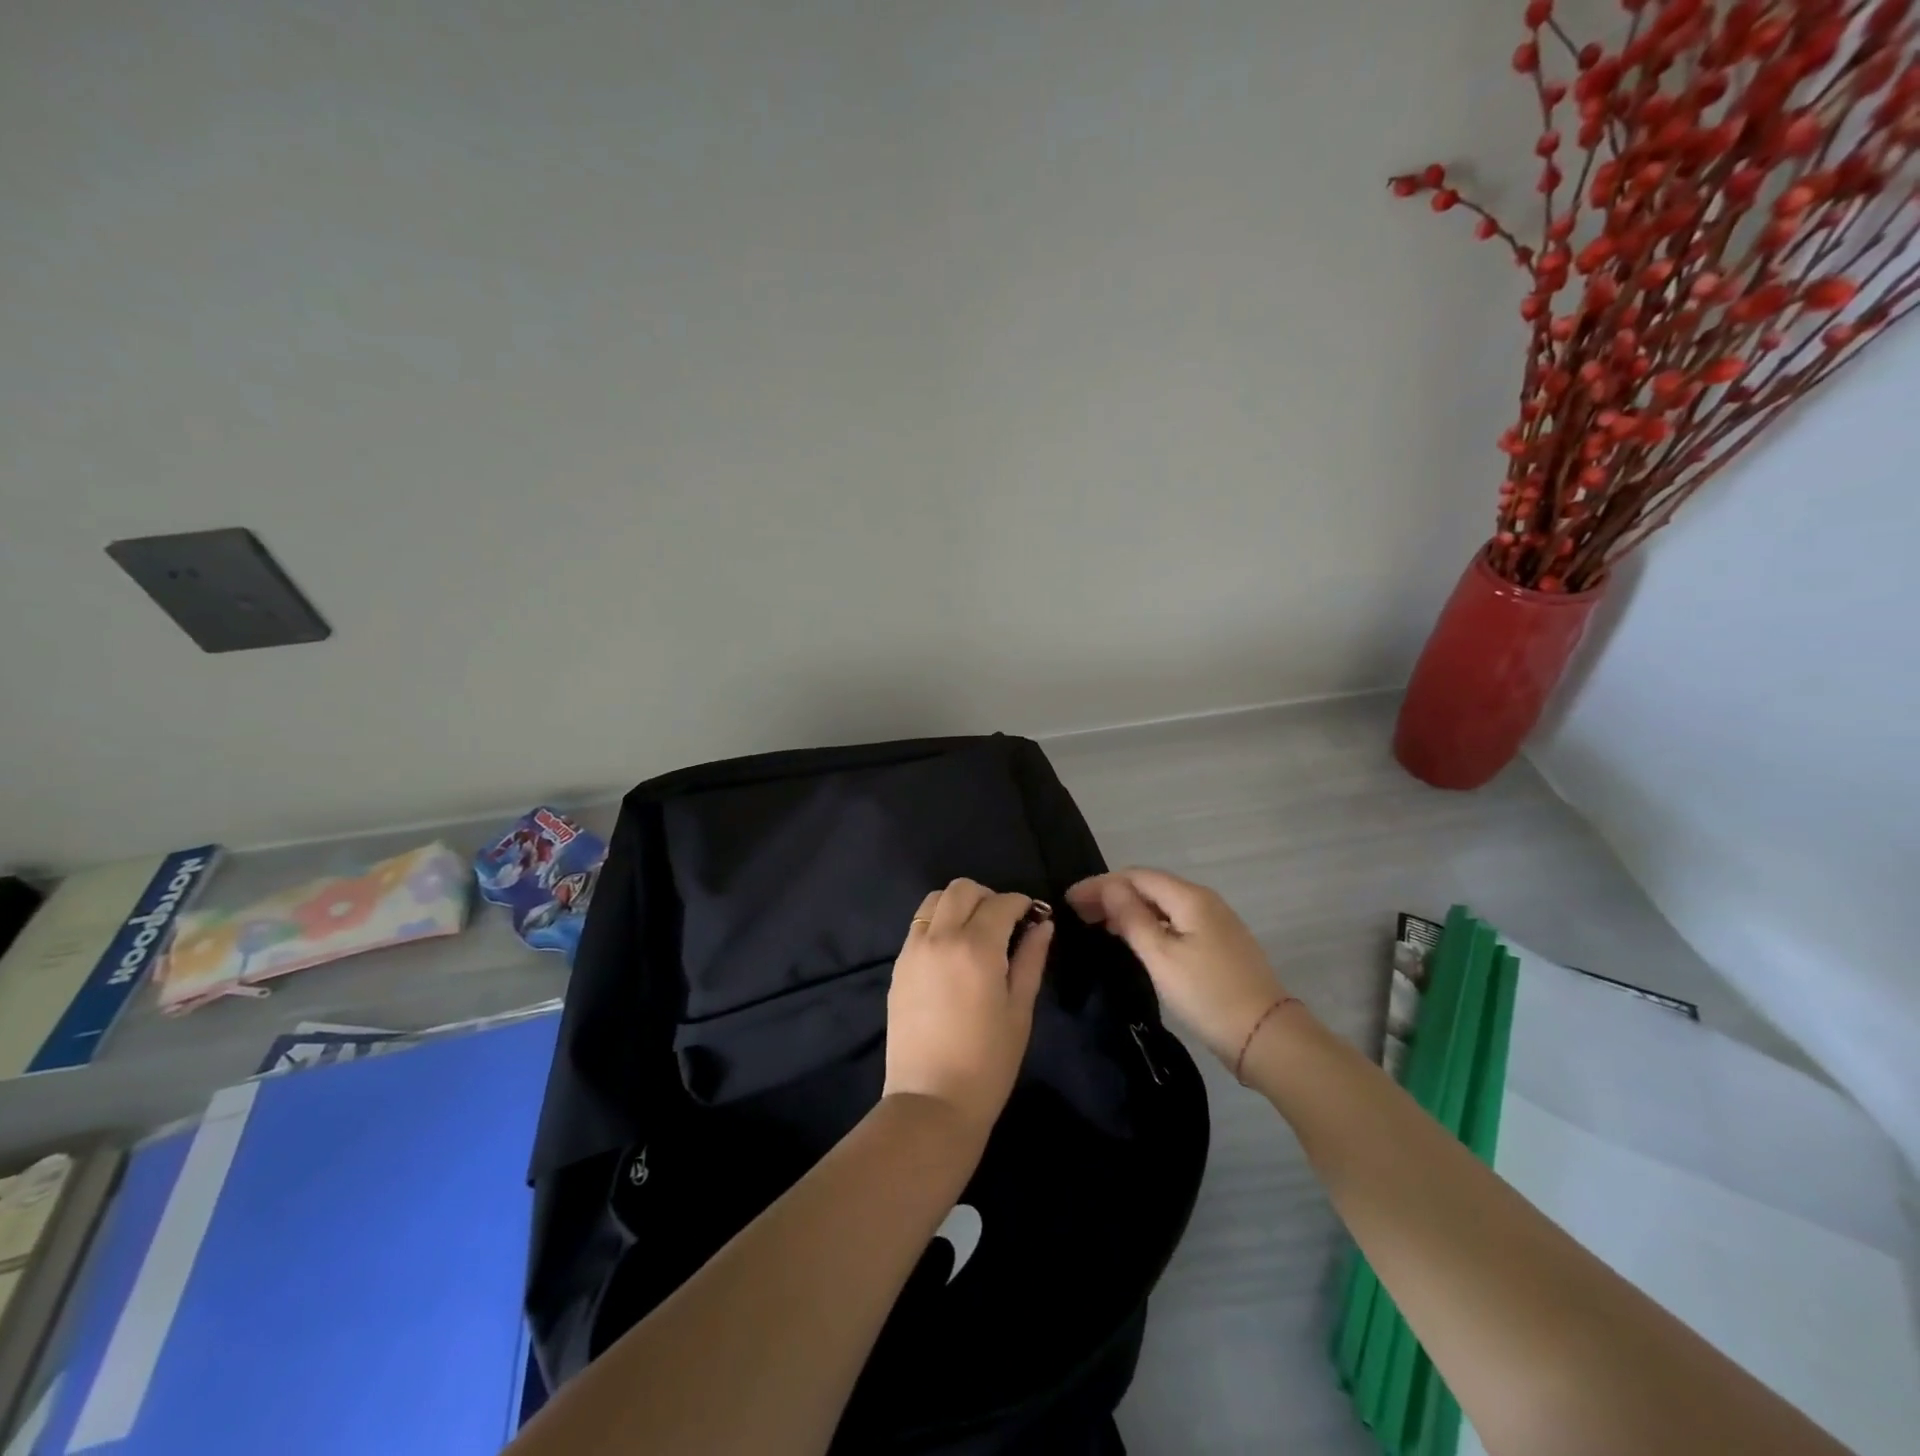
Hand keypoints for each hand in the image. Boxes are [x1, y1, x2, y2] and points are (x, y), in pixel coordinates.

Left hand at [883, 878, 1052, 1139]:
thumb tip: (1042, 924)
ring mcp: (913, 950)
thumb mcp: (1019, 1010)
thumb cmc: (988, 1062)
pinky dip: (939, 923)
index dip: (1022, 903)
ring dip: (959, 904)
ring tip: (976, 932)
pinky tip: (953, 952)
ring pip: (935, 900)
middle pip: (962, 889)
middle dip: (989, 897)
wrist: (931, 1101)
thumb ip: (1031, 959)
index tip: (1033, 915)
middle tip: (1005, 922)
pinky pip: (919, 925)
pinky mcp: (898, 965)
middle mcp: (940, 938)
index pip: (1001, 903)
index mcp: (976, 947)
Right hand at [1066, 868, 1290, 1068]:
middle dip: (1112, 894)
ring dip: (1128, 908)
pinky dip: (1147, 923)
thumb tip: (1110, 887)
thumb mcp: (1161, 956)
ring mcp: (1214, 921)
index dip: (1100, 884)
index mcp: (1189, 897)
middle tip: (1078, 912)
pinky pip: (1174, 920)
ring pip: (1162, 904)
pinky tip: (1133, 937)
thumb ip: (1132, 917)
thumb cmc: (1207, 994)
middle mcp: (1203, 900)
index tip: (1069, 900)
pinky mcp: (1218, 943)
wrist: (1265, 1036)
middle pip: (1149, 886)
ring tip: (1097, 923)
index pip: (1135, 876)